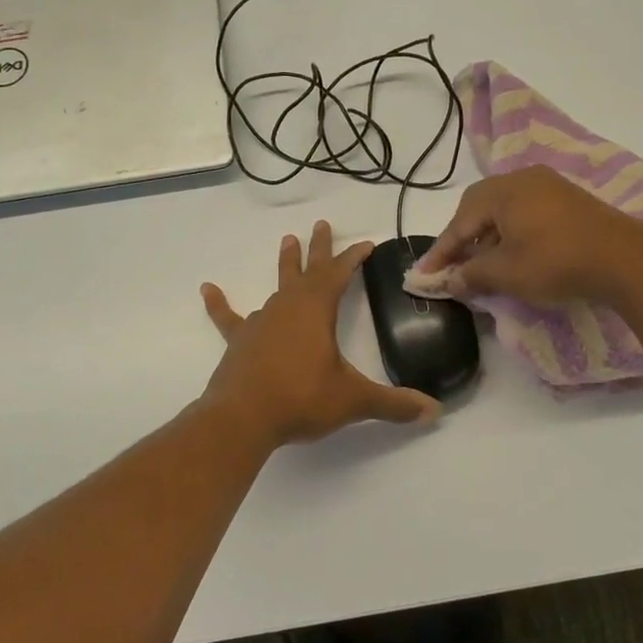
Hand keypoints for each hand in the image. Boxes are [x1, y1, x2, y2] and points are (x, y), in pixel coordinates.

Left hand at [200, 220, 441, 446]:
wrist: (243, 418)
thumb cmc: (301, 399)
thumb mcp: (353, 400)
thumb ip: (394, 404)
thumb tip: (435, 412)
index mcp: (316, 311)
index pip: (339, 275)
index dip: (353, 258)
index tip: (365, 244)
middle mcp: (288, 308)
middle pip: (307, 271)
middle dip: (318, 248)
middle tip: (320, 224)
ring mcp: (260, 323)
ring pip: (276, 287)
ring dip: (286, 266)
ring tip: (287, 241)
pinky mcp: (239, 342)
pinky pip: (228, 318)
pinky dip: (219, 304)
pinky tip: (207, 289)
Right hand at [417, 166, 642, 304]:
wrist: (626, 260)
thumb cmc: (556, 262)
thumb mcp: (507, 273)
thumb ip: (472, 275)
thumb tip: (450, 281)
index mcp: (502, 191)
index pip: (460, 222)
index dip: (441, 251)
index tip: (425, 275)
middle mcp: (523, 179)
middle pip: (479, 208)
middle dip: (462, 238)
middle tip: (452, 266)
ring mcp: (549, 186)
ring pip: (503, 210)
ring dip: (487, 237)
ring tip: (480, 264)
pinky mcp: (569, 200)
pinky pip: (525, 212)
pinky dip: (510, 233)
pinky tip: (512, 254)